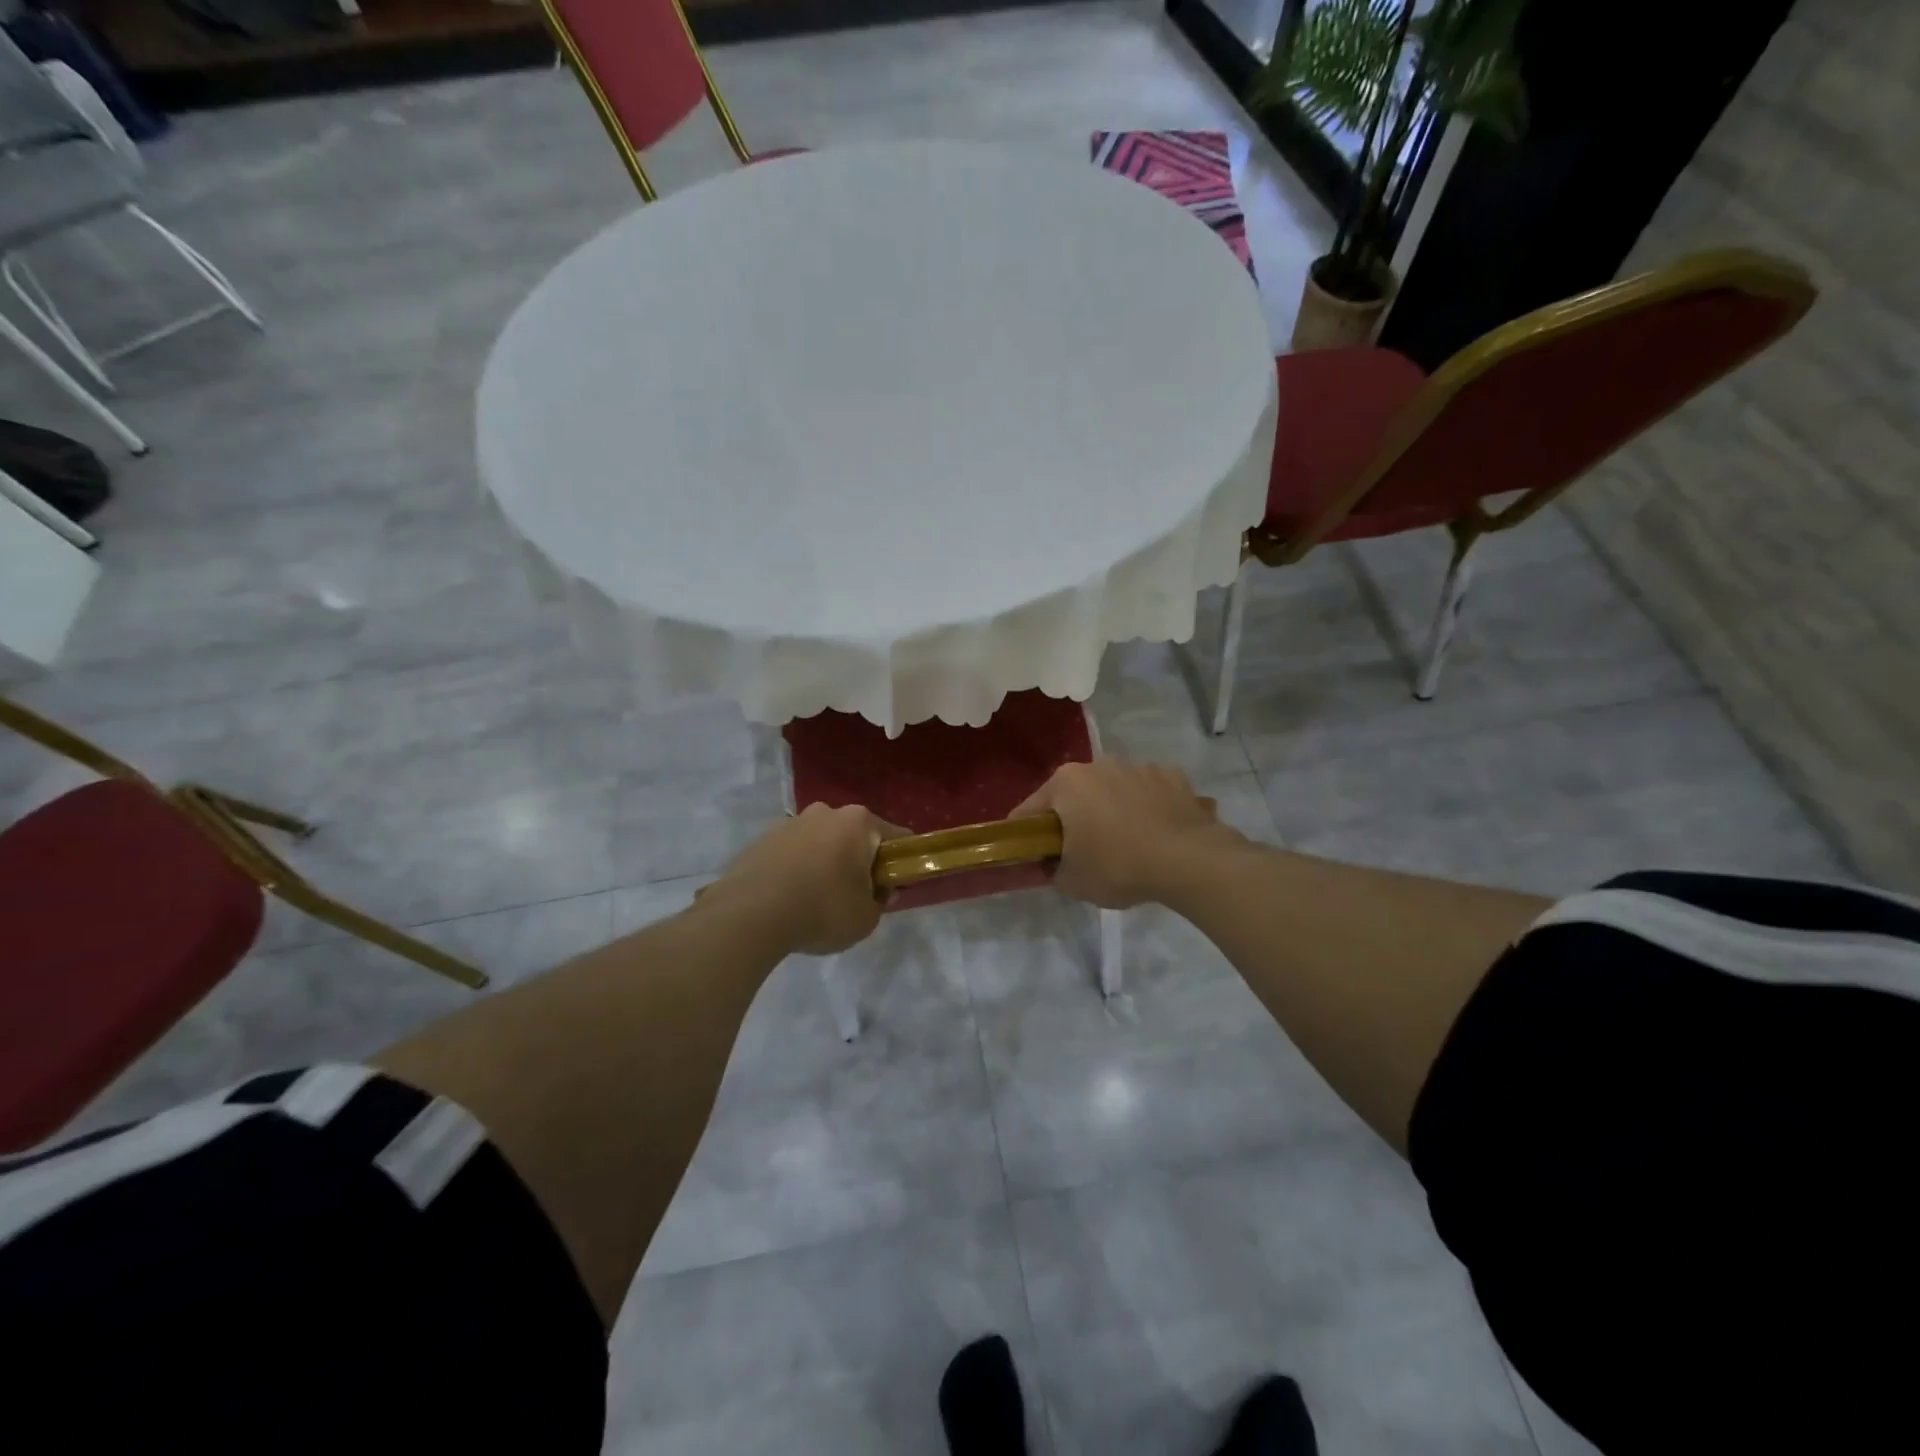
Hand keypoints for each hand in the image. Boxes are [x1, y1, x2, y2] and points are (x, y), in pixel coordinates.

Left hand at [709, 803, 896, 954]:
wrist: (750, 914)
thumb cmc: (822, 910)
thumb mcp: (866, 918)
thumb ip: (881, 901)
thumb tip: (881, 890)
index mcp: (859, 822)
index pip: (896, 837)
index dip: (901, 862)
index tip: (895, 885)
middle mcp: (826, 812)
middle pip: (855, 835)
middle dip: (859, 860)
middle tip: (855, 895)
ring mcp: (791, 822)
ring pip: (821, 842)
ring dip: (825, 862)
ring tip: (815, 900)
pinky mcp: (762, 838)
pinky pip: (792, 853)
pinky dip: (797, 869)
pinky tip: (790, 898)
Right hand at [1012, 758, 1232, 908]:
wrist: (1189, 860)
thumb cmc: (1118, 865)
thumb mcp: (1071, 881)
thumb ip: (1051, 868)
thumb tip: (1052, 862)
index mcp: (1066, 782)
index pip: (1030, 810)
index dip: (1025, 835)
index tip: (1030, 854)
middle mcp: (1099, 764)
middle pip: (1074, 795)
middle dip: (1073, 819)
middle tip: (1081, 854)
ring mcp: (1139, 767)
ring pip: (1113, 791)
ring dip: (1112, 810)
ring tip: (1126, 845)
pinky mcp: (1173, 777)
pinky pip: (1148, 793)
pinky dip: (1147, 808)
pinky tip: (1156, 835)